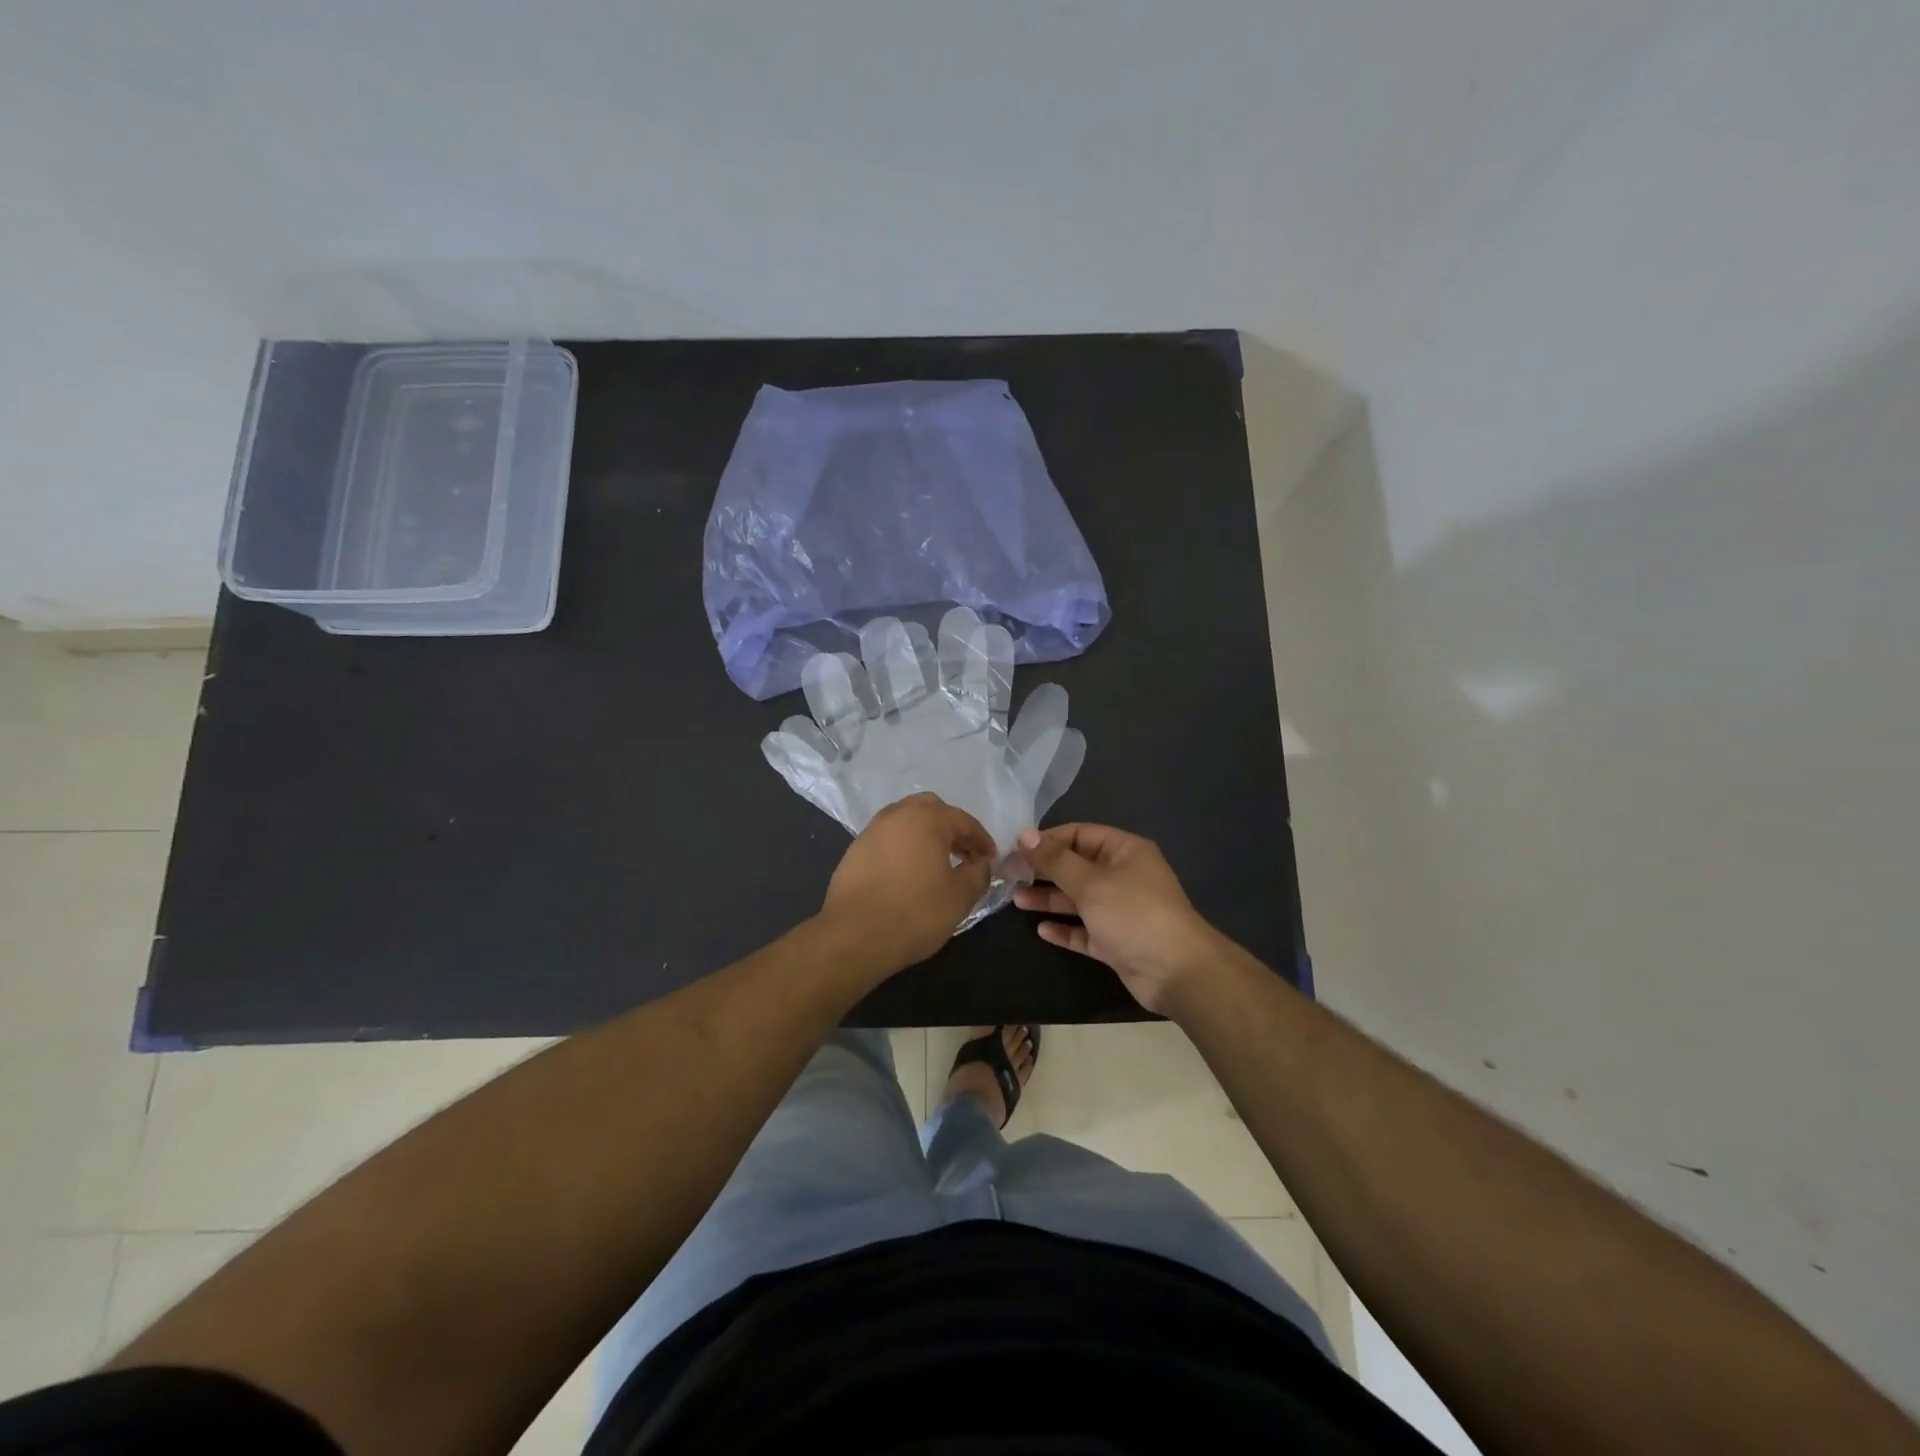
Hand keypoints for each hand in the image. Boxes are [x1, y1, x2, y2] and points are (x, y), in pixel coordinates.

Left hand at [821, 793, 995, 974]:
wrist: (855, 935)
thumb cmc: (916, 912)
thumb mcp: (960, 896)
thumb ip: (979, 873)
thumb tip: (981, 863)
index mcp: (927, 818)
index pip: (964, 821)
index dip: (982, 840)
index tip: (991, 859)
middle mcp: (898, 814)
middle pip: (932, 810)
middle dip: (951, 829)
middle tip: (964, 854)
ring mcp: (872, 830)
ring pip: (906, 821)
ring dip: (926, 836)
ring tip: (937, 864)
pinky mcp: (854, 850)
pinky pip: (888, 839)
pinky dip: (904, 847)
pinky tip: (909, 873)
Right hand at [1015, 823, 1224, 1013]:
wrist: (1176, 971)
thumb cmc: (1133, 914)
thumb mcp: (1090, 882)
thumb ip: (1055, 860)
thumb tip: (1024, 834)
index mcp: (1124, 852)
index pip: (1079, 835)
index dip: (1048, 840)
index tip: (1015, 849)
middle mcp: (1123, 876)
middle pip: (1077, 867)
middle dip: (1044, 871)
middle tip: (1009, 876)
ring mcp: (1120, 911)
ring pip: (1078, 900)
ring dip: (1049, 899)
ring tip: (1016, 900)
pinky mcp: (1116, 941)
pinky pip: (1085, 930)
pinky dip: (1065, 929)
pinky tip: (1041, 930)